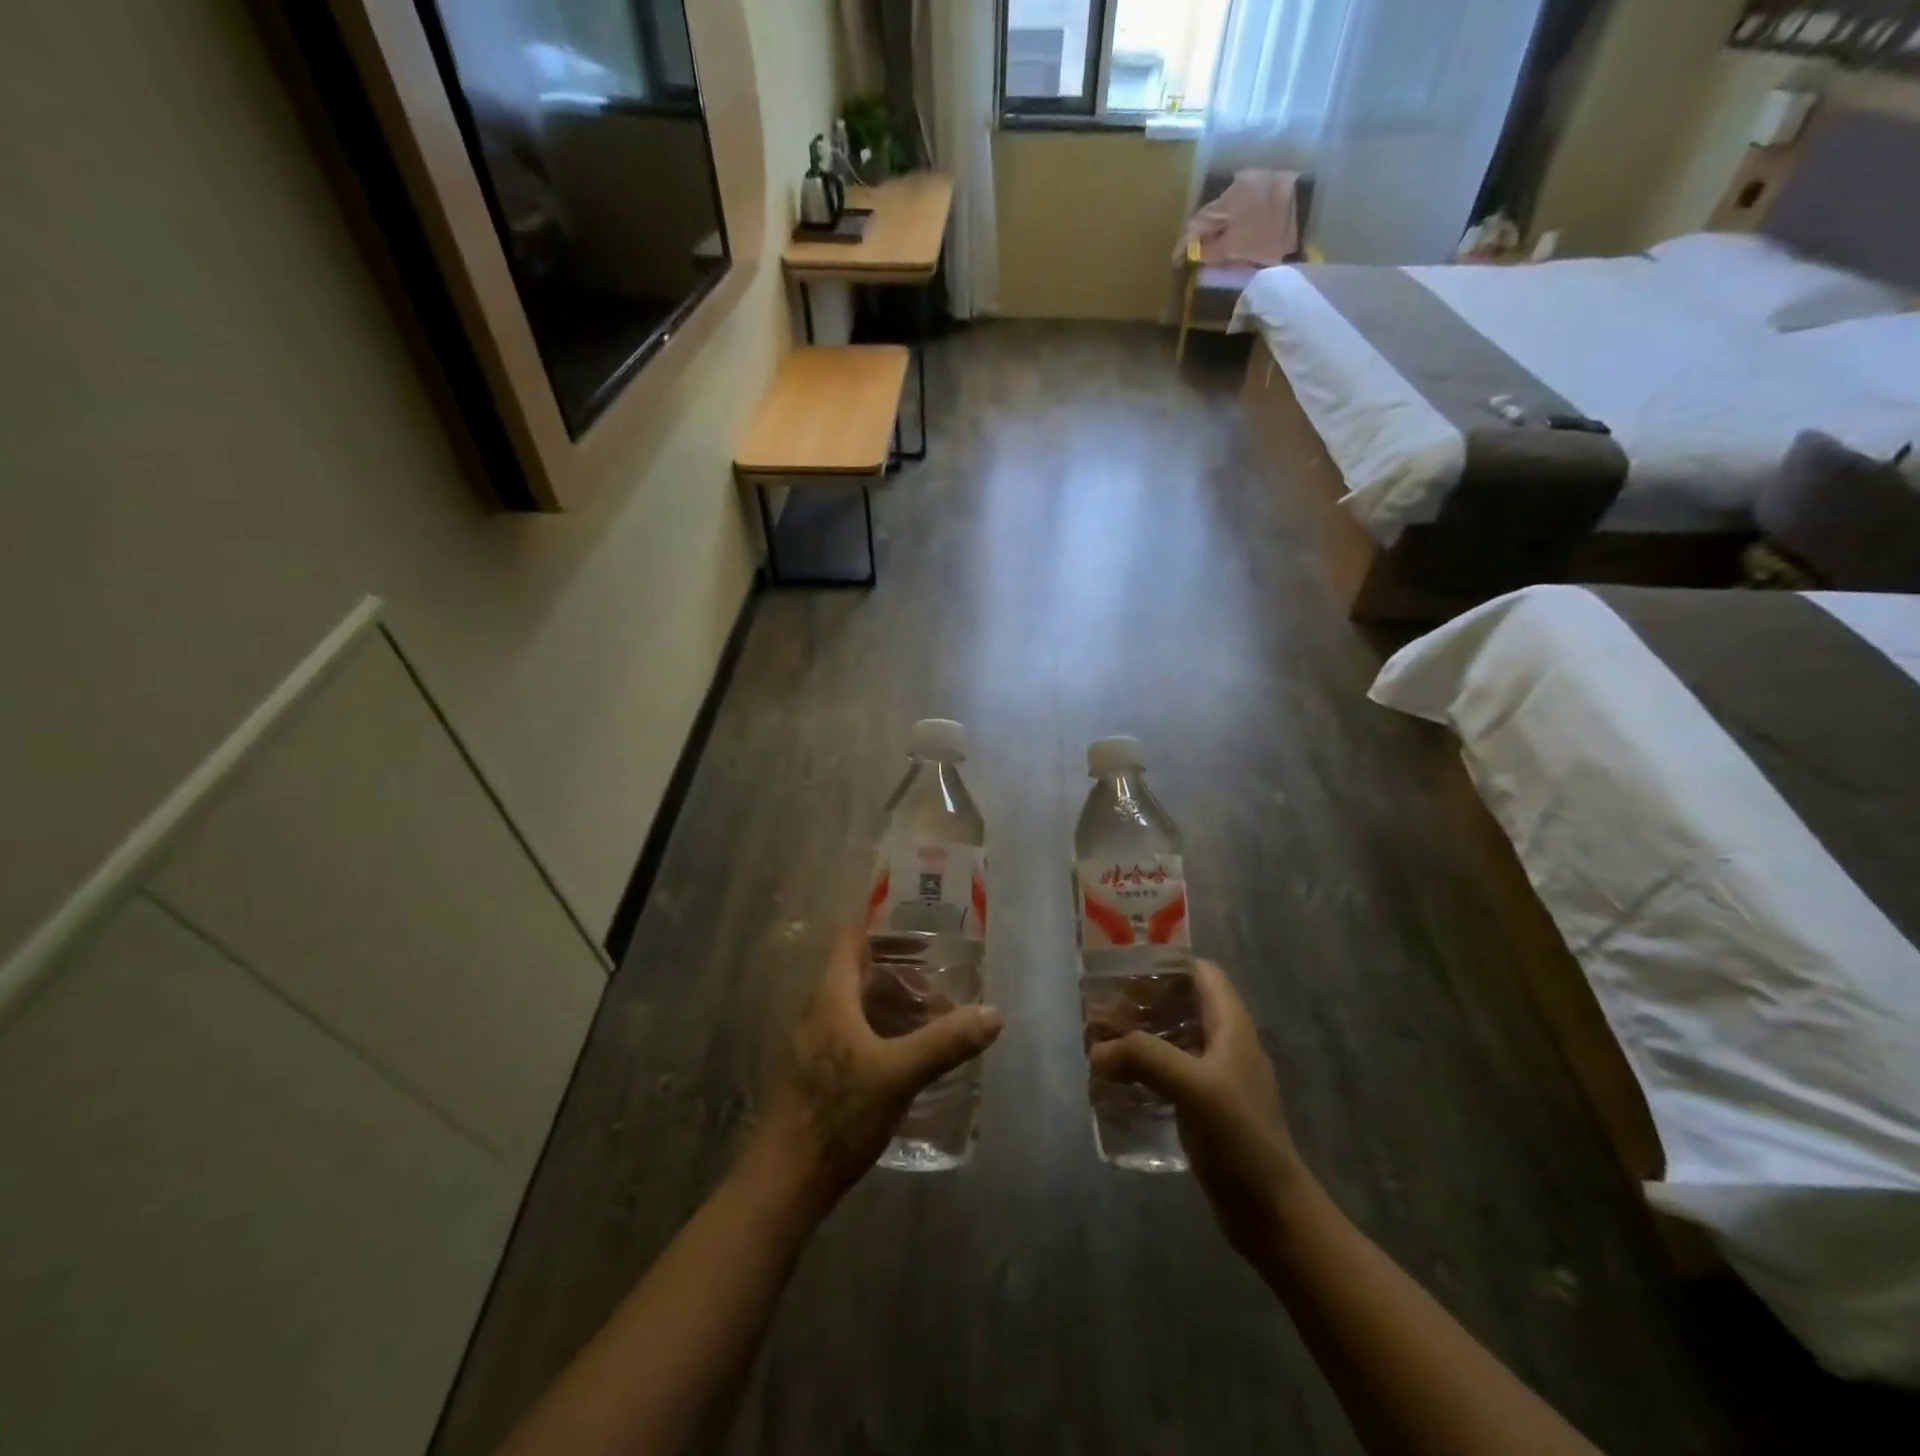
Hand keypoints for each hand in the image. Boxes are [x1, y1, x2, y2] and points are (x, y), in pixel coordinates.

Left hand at [757, 927, 1002, 1208]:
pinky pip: (850, 1035)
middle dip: (900, 976)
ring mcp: (811, 1044)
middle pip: (858, 973)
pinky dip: (879, 1034)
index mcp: (831, 996)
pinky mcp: (813, 1074)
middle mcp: (817, 1011)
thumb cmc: (838, 1115)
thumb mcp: (900, 1075)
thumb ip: (946, 1042)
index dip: (883, 929)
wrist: (784, 1182)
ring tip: (931, 1024)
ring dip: (891, 1008)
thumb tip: (993, 1014)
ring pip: (855, 1007)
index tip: (921, 938)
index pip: (850, 938)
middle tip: (940, 990)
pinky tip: (904, 1060)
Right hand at [1088, 960, 1306, 1255]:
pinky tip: (1116, 1083)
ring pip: (1171, 1040)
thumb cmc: (1240, 1138)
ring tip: (1100, 1043)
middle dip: (1141, 1003)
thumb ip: (1145, 1057)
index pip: (1201, 973)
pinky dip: (1142, 1071)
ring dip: (1138, 1038)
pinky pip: (1168, 1074)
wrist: (1272, 1214)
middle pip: (1180, 1005)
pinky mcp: (1204, 1109)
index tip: (1125, 965)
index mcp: (1231, 1026)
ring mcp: (1215, 1078)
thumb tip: (1097, 1050)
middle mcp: (1225, 1044)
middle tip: (1101, 1009)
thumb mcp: (1193, 1087)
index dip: (1167, 962)